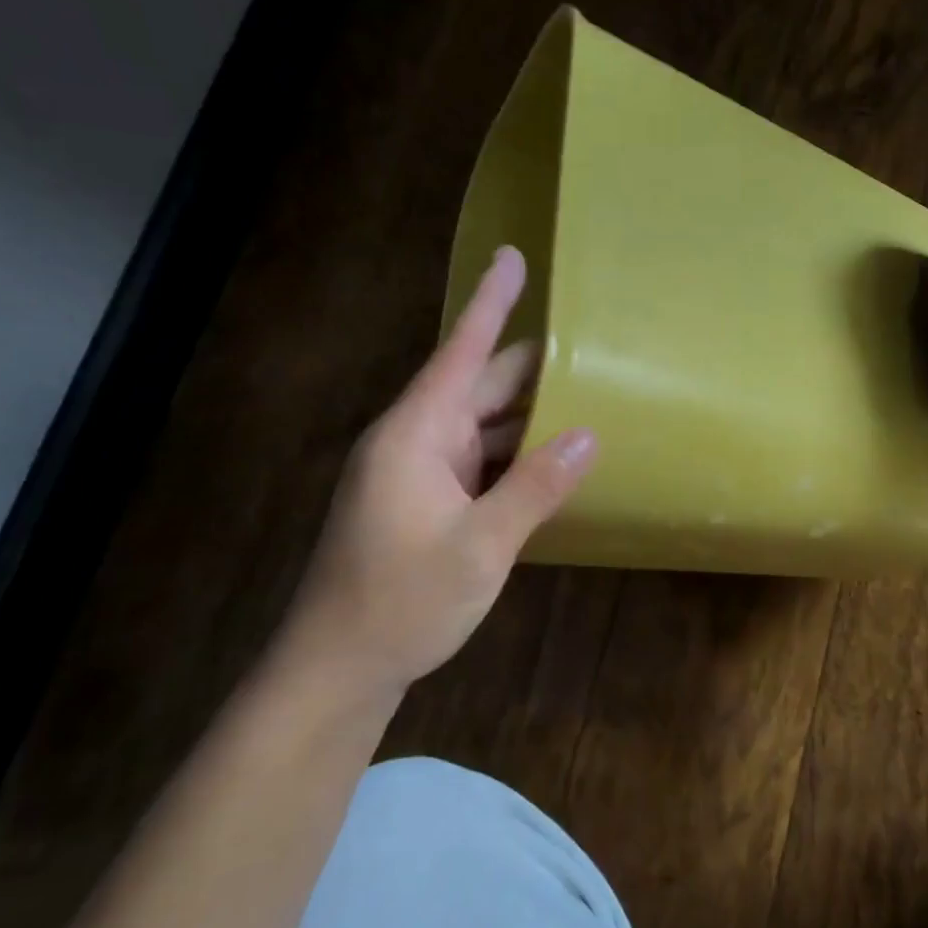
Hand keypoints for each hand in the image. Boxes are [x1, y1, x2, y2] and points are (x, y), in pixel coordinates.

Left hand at [280, 246, 594, 693]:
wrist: (336, 670)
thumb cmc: (401, 601)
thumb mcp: (481, 546)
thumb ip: (536, 486)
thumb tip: (589, 436)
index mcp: (416, 434)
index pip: (462, 352)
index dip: (492, 303)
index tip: (513, 257)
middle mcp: (415, 442)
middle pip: (479, 387)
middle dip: (532, 368)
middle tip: (591, 350)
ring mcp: (418, 474)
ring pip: (482, 427)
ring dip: (528, 416)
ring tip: (588, 401)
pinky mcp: (425, 503)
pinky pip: (479, 461)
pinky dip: (515, 455)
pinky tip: (552, 461)